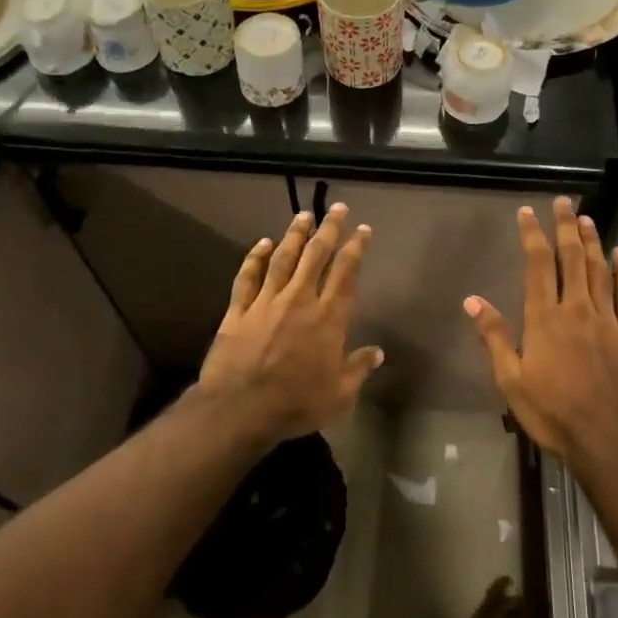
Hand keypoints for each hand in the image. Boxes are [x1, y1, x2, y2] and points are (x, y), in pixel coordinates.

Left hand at [198, 204, 383, 441]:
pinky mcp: (239, 310)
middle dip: (328, 229)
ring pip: (283, 258)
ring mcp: (266, 301)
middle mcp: (299, 300)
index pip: (346, 273)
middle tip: (336, 208)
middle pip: (316, 255)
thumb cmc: (296, 404)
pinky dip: (255, 257)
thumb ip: (358, 369)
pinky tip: (261, 243)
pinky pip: (248, 277)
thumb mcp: (338, 394)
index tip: (362, 230)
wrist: (241, 409)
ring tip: (302, 215)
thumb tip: (378, 353)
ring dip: (294, 235)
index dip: (355, 248)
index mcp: (328, 317)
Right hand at [463, 198, 617, 463]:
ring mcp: (608, 320)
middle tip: (564, 202)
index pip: (538, 265)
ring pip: (601, 271)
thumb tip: (472, 300)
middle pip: (573, 258)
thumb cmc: (553, 412)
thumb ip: (494, 337)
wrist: (610, 439)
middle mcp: (577, 309)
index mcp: (545, 318)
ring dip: (594, 243)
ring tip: (588, 220)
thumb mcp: (511, 380)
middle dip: (566, 228)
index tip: (528, 212)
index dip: (533, 235)